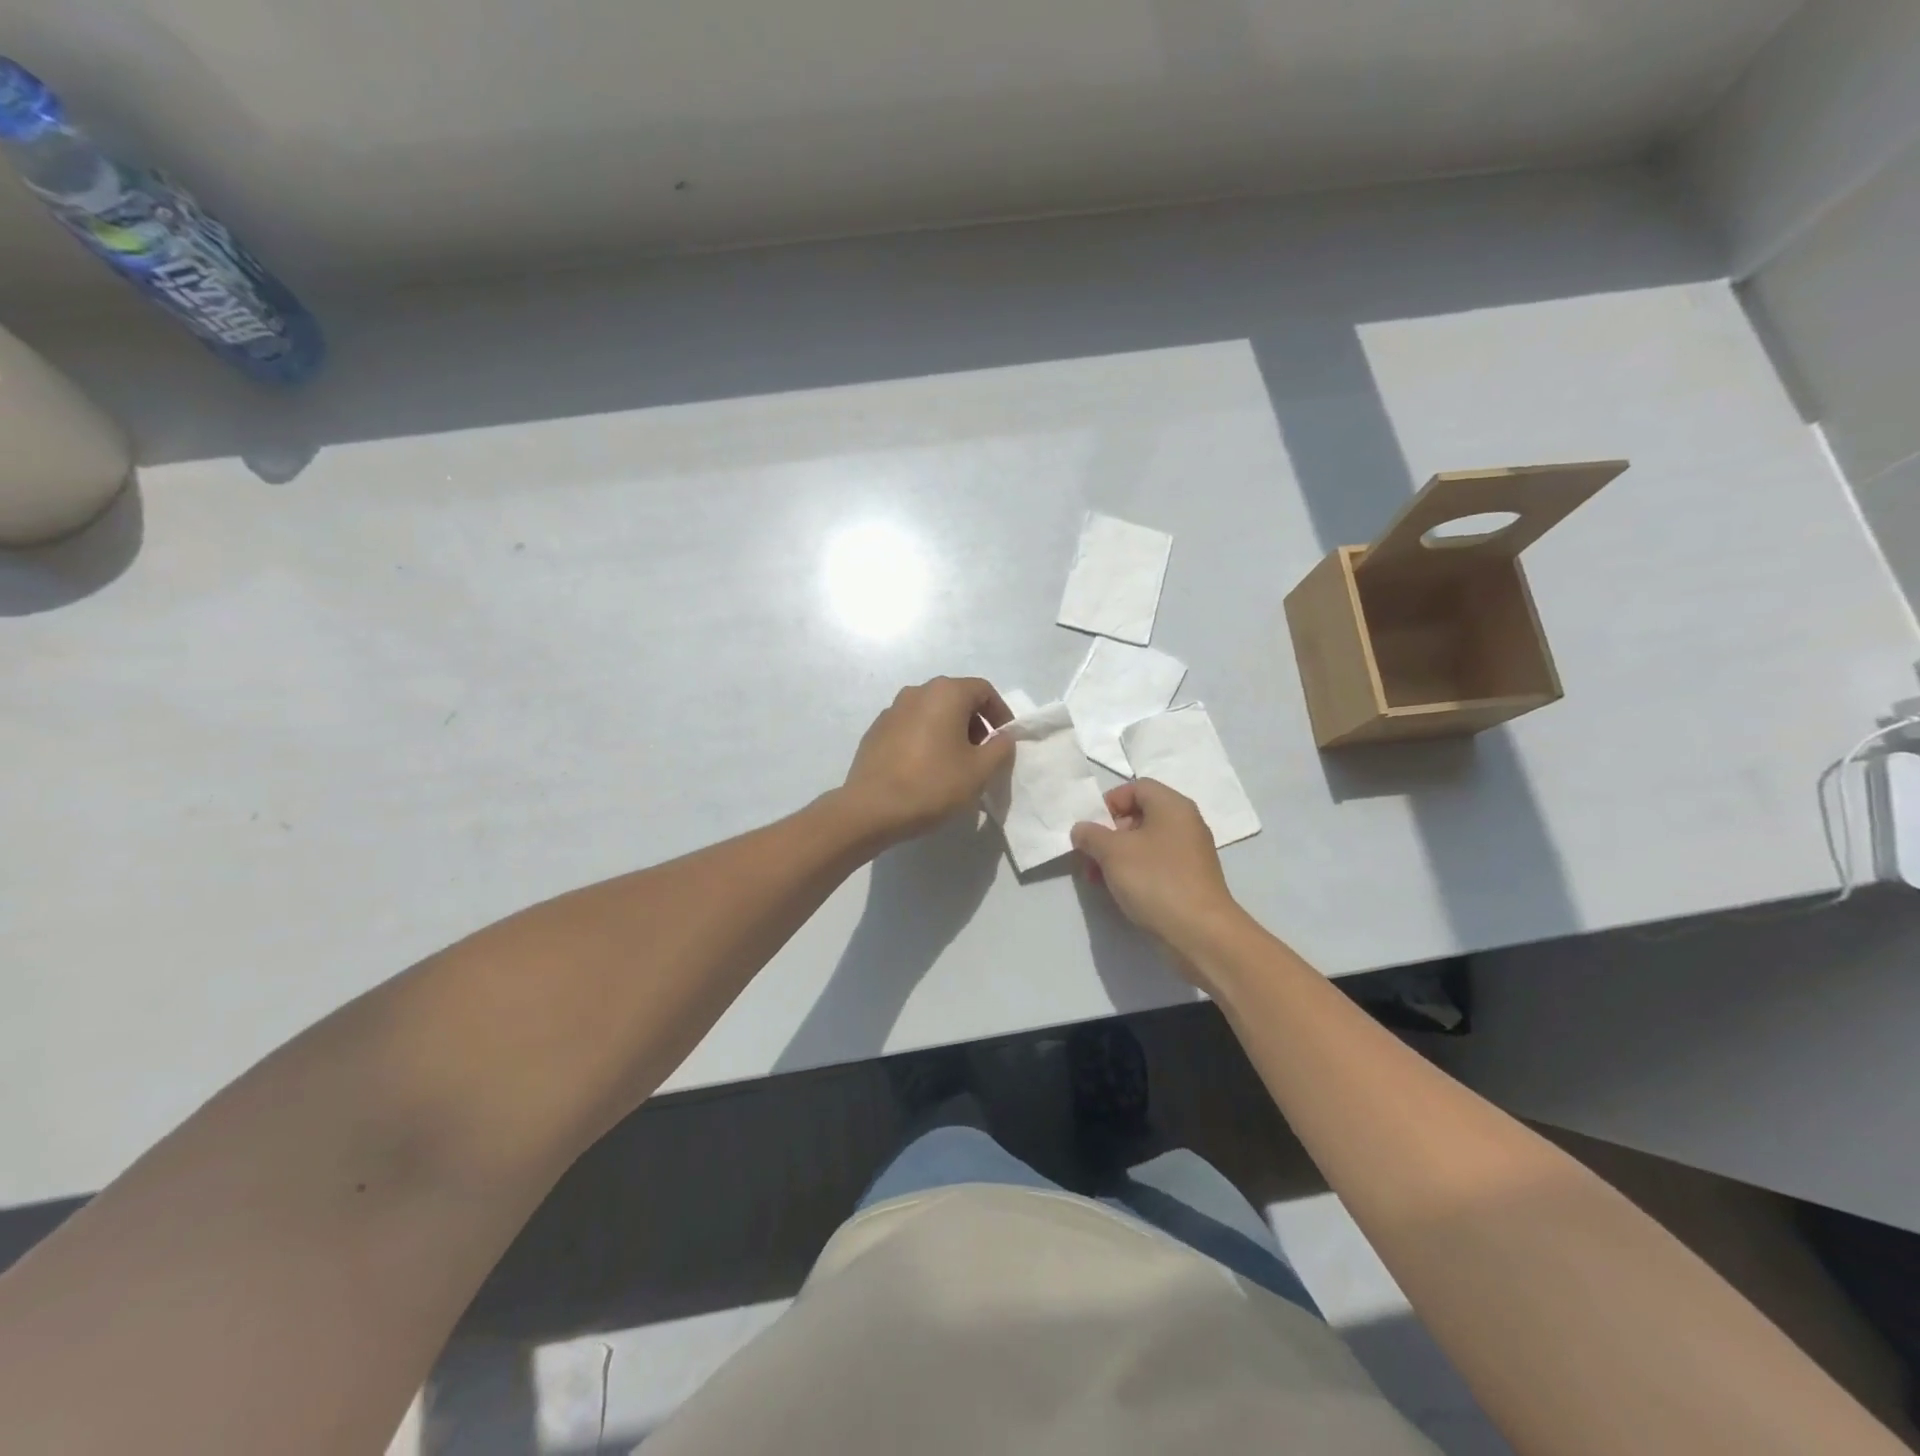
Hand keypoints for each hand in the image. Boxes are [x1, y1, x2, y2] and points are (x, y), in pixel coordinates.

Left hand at [839, 677, 1014, 845]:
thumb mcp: (979, 771)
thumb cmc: (932, 784)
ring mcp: (892, 710)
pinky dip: (926, 739)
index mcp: (945, 693)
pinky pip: (911, 727)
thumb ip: (1000, 748)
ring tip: (954, 764)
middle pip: (956, 698)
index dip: (1000, 713)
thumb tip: (1003, 737)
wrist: (871, 808)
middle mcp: (917, 692)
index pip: (984, 690)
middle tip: (982, 754)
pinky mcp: (876, 730)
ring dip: (950, 731)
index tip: (1004, 741)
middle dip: (975, 723)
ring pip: (932, 712)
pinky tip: (925, 769)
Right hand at [1071, 780, 1246, 963]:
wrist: (1199, 932)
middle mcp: (1184, 824)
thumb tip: (1082, 830)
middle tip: (1089, 856)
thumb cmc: (1155, 880)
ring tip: (1096, 879)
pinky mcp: (1189, 879)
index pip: (1136, 787)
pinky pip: (1155, 865)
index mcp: (1172, 806)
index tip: (1092, 828)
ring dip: (1116, 856)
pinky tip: (1117, 891)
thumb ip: (1091, 834)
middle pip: (1139, 816)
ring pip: (1144, 843)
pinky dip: (1133, 872)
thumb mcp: (1112, 852)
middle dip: (1108, 834)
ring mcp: (1189, 853)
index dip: (1109, 802)